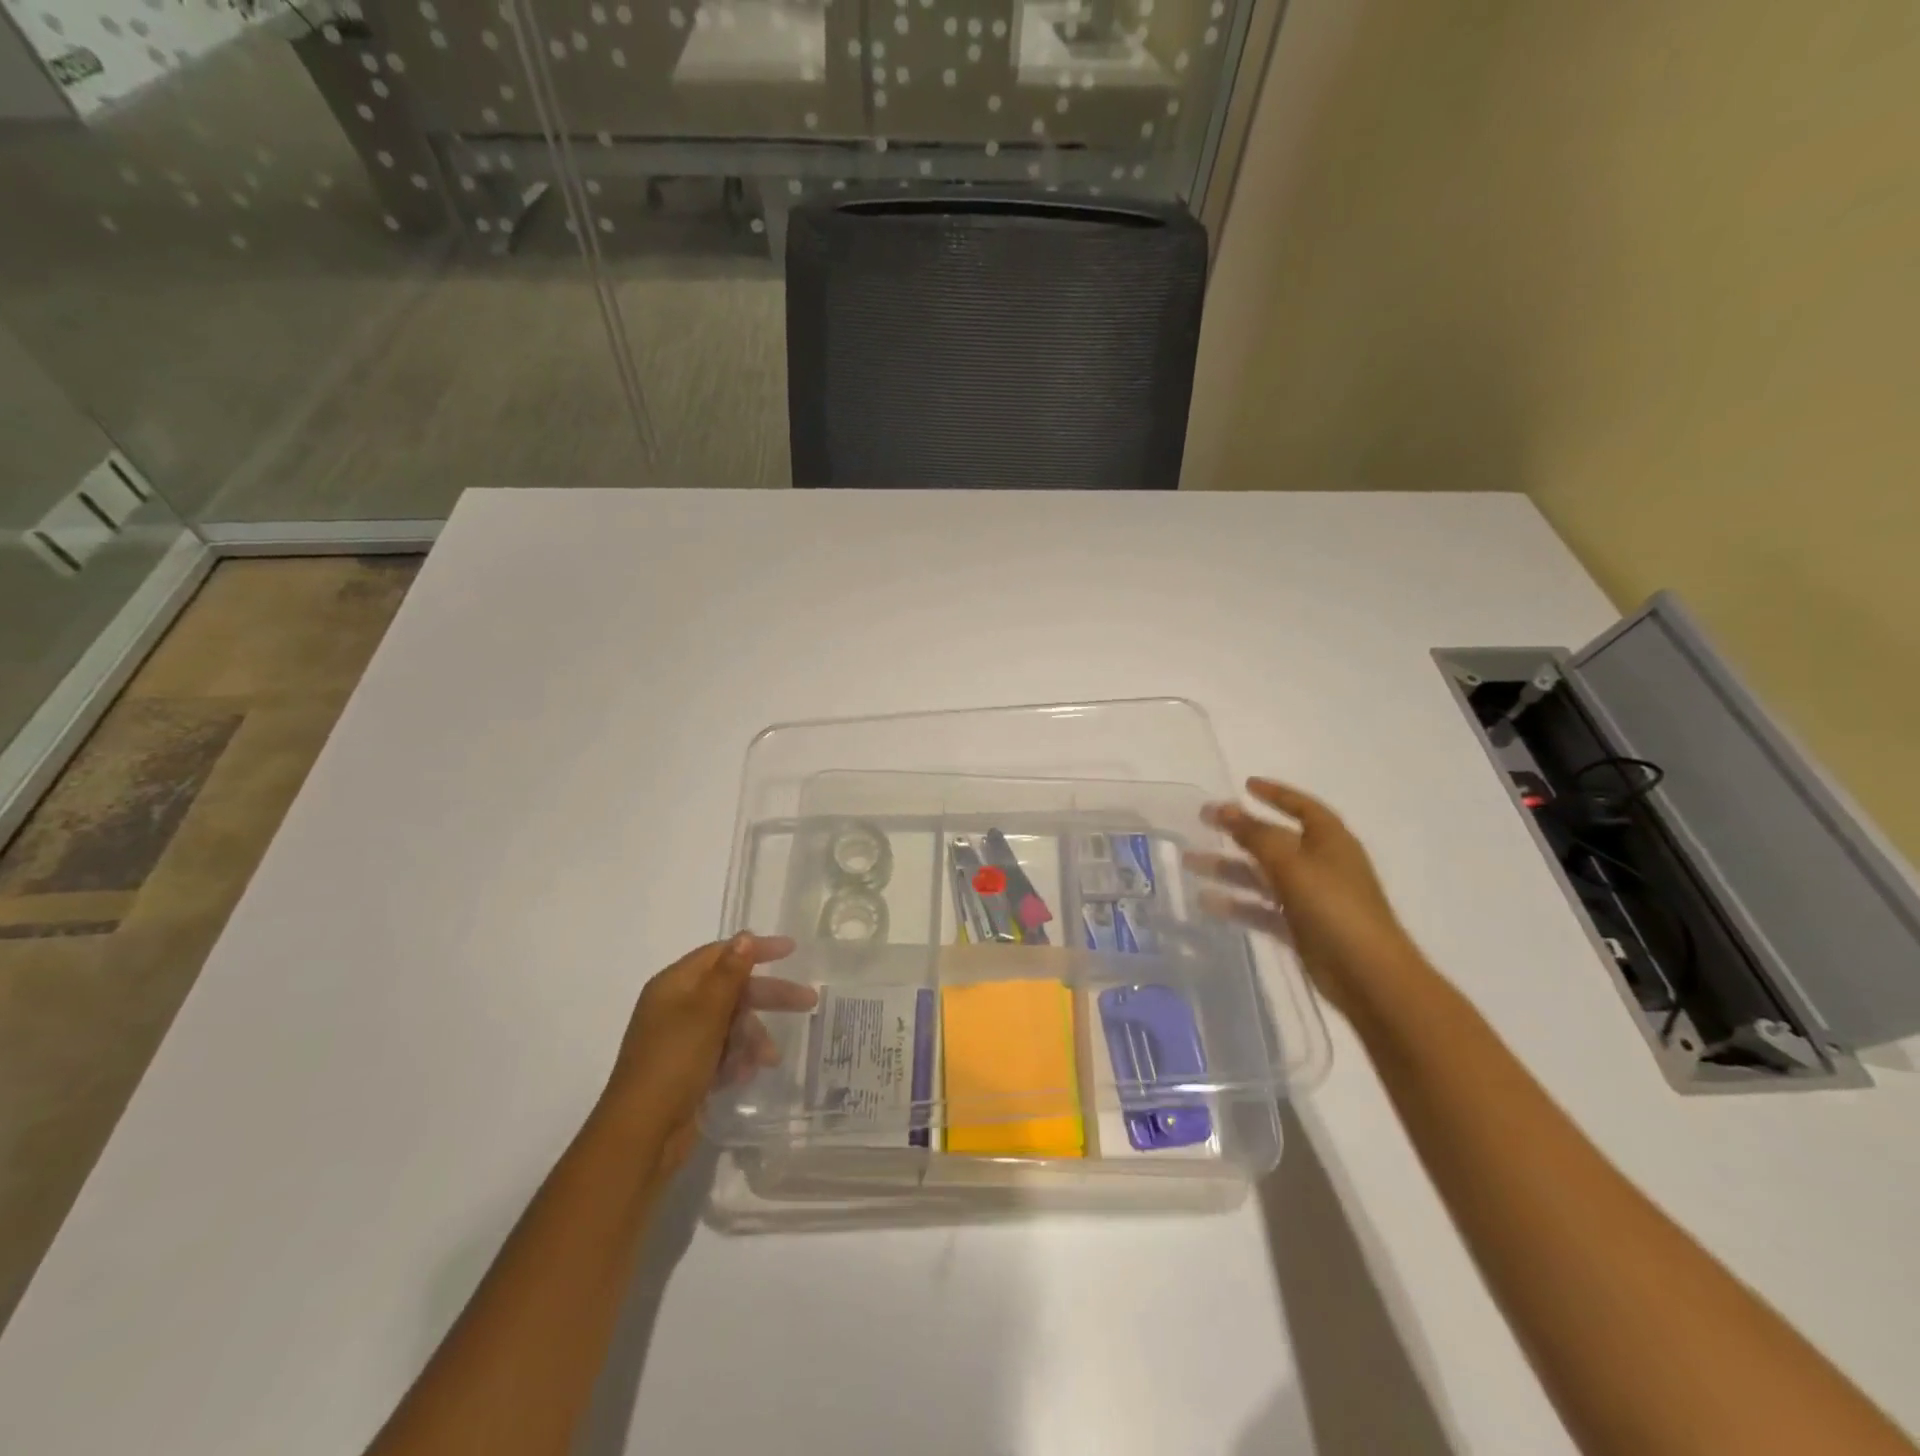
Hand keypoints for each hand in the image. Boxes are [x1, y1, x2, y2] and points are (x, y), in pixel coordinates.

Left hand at [606, 934, 816, 1176]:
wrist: (642, 1135)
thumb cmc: (674, 1063)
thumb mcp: (706, 1013)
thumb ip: (729, 973)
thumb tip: (745, 936)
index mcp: (674, 985)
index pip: (720, 954)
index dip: (755, 949)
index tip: (791, 950)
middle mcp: (677, 1007)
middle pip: (731, 989)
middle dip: (767, 997)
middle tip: (807, 1001)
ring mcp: (682, 1040)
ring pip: (731, 1023)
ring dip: (753, 1036)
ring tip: (769, 1059)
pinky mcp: (688, 1070)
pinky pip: (723, 1052)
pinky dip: (738, 1059)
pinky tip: (745, 1075)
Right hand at [1187, 779, 1423, 1019]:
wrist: (1368, 975)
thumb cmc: (1334, 907)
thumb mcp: (1291, 863)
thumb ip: (1255, 834)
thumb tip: (1225, 808)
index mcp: (1329, 840)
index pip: (1301, 806)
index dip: (1275, 794)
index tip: (1244, 785)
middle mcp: (1321, 864)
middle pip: (1274, 840)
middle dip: (1239, 831)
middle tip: (1202, 821)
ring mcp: (1311, 897)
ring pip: (1263, 875)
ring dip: (1229, 868)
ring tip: (1190, 862)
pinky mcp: (1301, 927)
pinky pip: (1262, 908)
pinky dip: (1237, 904)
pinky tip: (1207, 902)